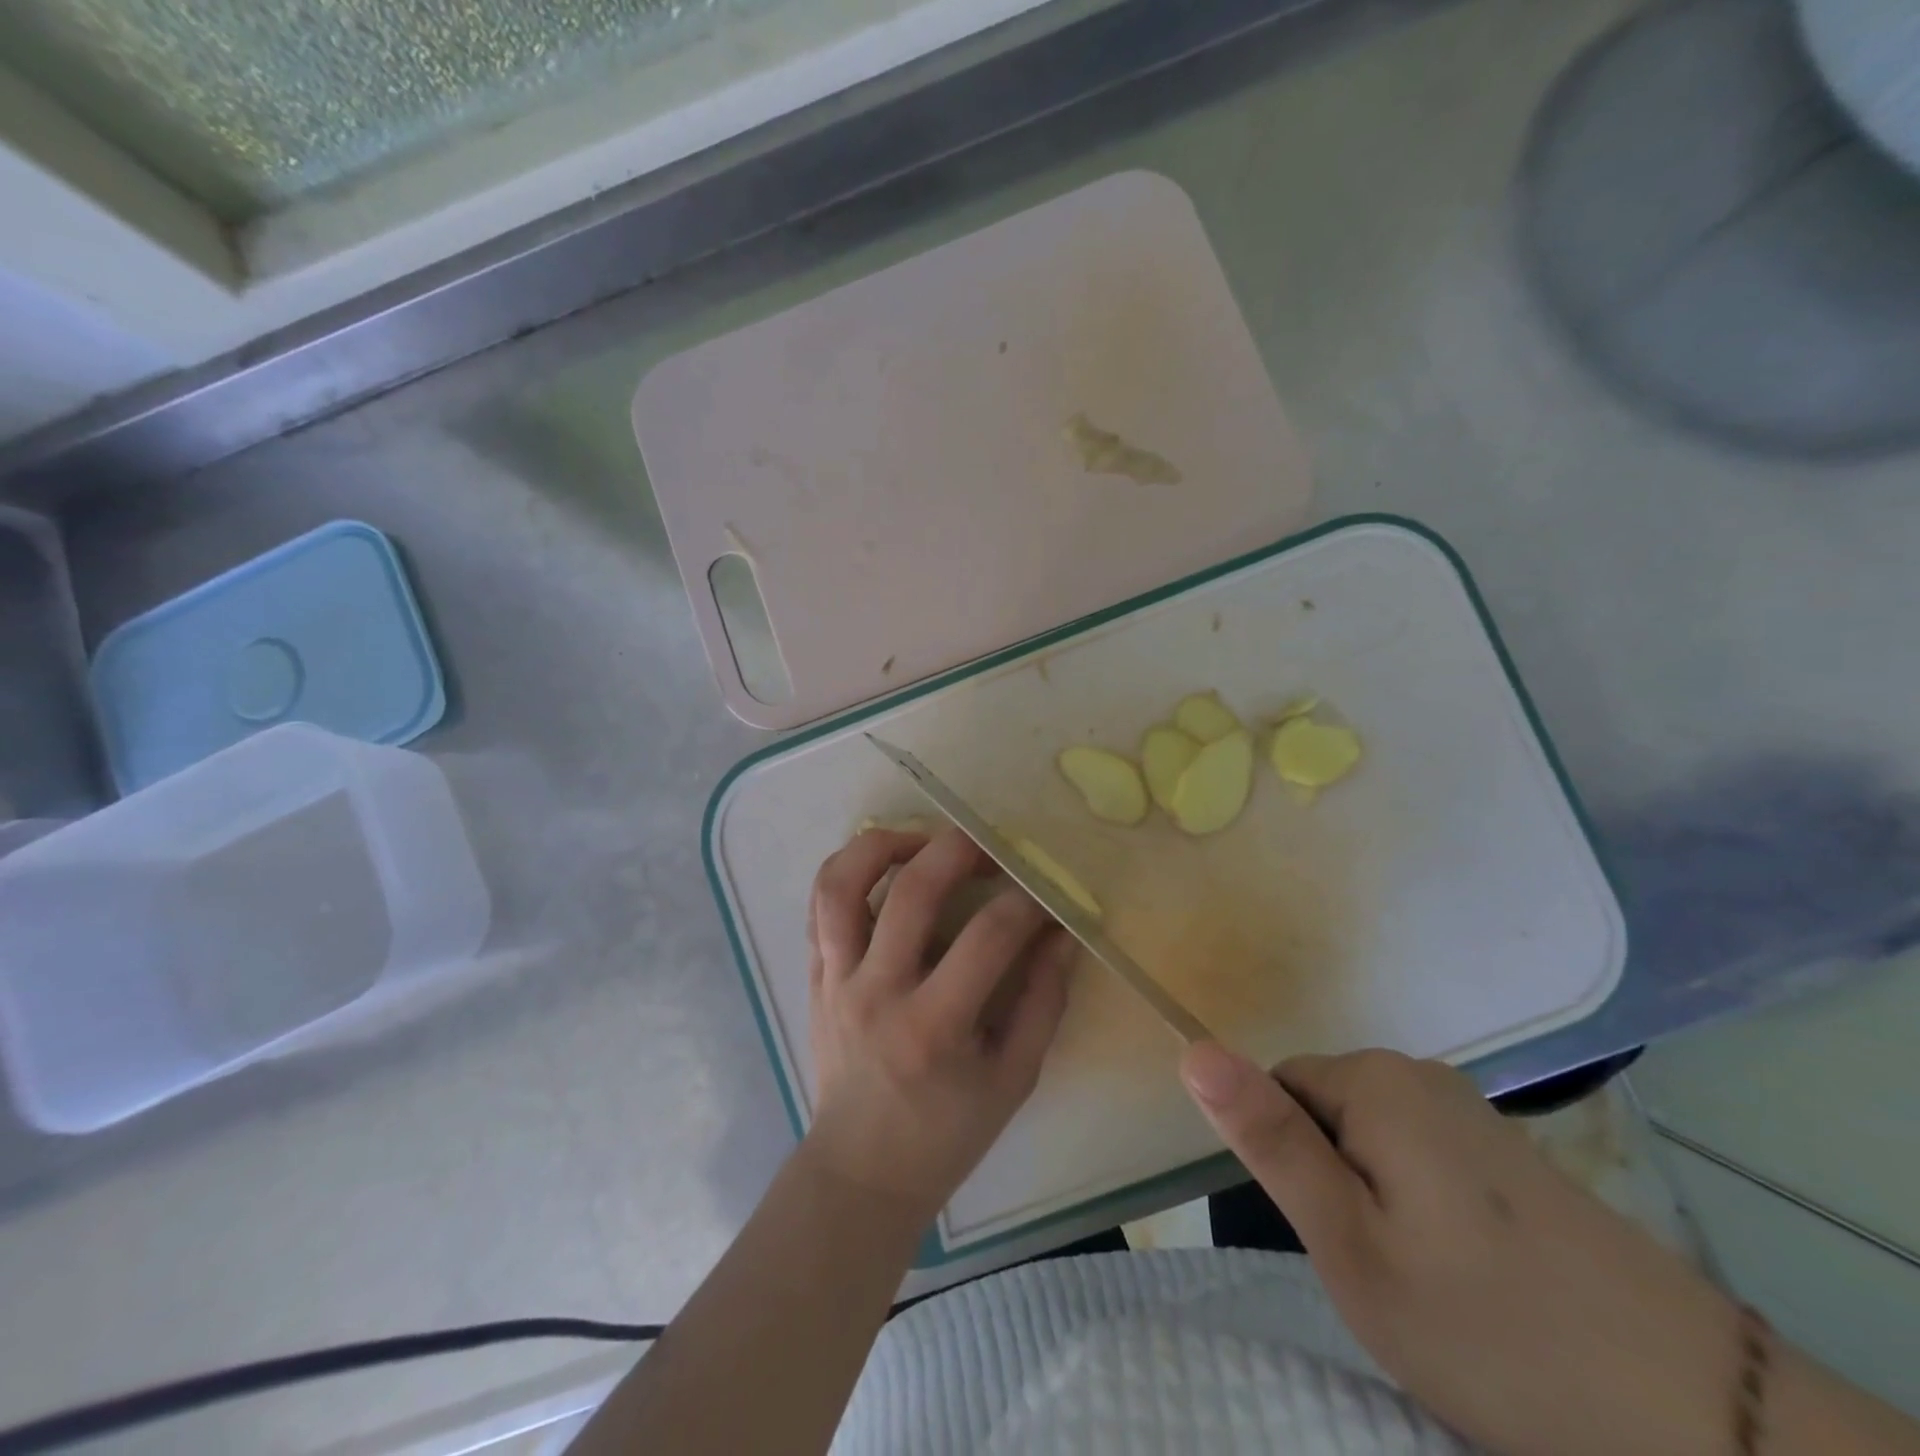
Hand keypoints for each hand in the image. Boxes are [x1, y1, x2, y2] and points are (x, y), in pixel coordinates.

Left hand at [800, 827, 1075, 1225]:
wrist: (860, 1169)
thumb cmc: (946, 1133)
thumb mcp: (1014, 1078)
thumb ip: (1044, 1001)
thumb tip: (1062, 933)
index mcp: (934, 1026)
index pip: (989, 936)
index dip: (1027, 904)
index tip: (1046, 896)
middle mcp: (877, 991)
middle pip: (913, 891)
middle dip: (960, 850)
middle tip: (990, 848)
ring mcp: (836, 979)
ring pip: (842, 884)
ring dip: (884, 845)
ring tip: (922, 842)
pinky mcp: (814, 976)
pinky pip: (818, 905)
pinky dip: (848, 871)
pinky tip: (884, 868)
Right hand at [1182, 1043, 1738, 1455]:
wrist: (1699, 1420)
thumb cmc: (1489, 1327)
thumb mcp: (1349, 1242)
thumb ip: (1268, 1139)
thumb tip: (1193, 1049)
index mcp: (1376, 1078)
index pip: (1277, 1091)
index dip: (1289, 1166)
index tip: (1332, 1237)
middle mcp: (1421, 1073)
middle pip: (1324, 1110)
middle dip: (1331, 1182)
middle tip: (1378, 1270)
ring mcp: (1472, 1110)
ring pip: (1369, 1138)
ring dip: (1373, 1199)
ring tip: (1425, 1281)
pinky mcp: (1507, 1151)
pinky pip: (1419, 1156)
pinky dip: (1419, 1208)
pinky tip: (1470, 1275)